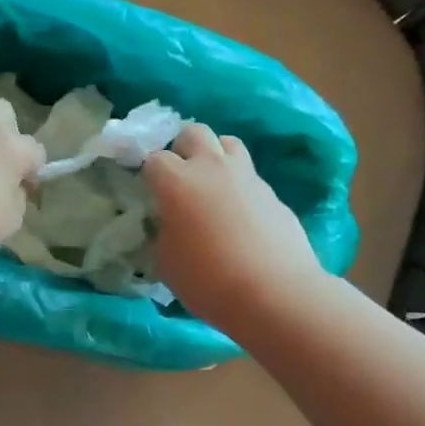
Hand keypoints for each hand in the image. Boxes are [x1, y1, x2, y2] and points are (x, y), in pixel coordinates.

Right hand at [145, 123, 322, 330]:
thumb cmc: (208, 280)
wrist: (275, 293)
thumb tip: (172, 223)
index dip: (149, 174)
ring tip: (212, 185)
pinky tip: (240, 217)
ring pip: (228, 143)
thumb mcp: (167, 261)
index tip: (149, 193)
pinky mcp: (273, 194)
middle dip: (183, 148)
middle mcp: (212, 168)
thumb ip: (164, 232)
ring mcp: (247, 177)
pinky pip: (250, 177)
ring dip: (215, 157)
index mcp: (177, 182)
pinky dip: (239, 187)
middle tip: (180, 176)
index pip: (154, 159)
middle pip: (194, 132)